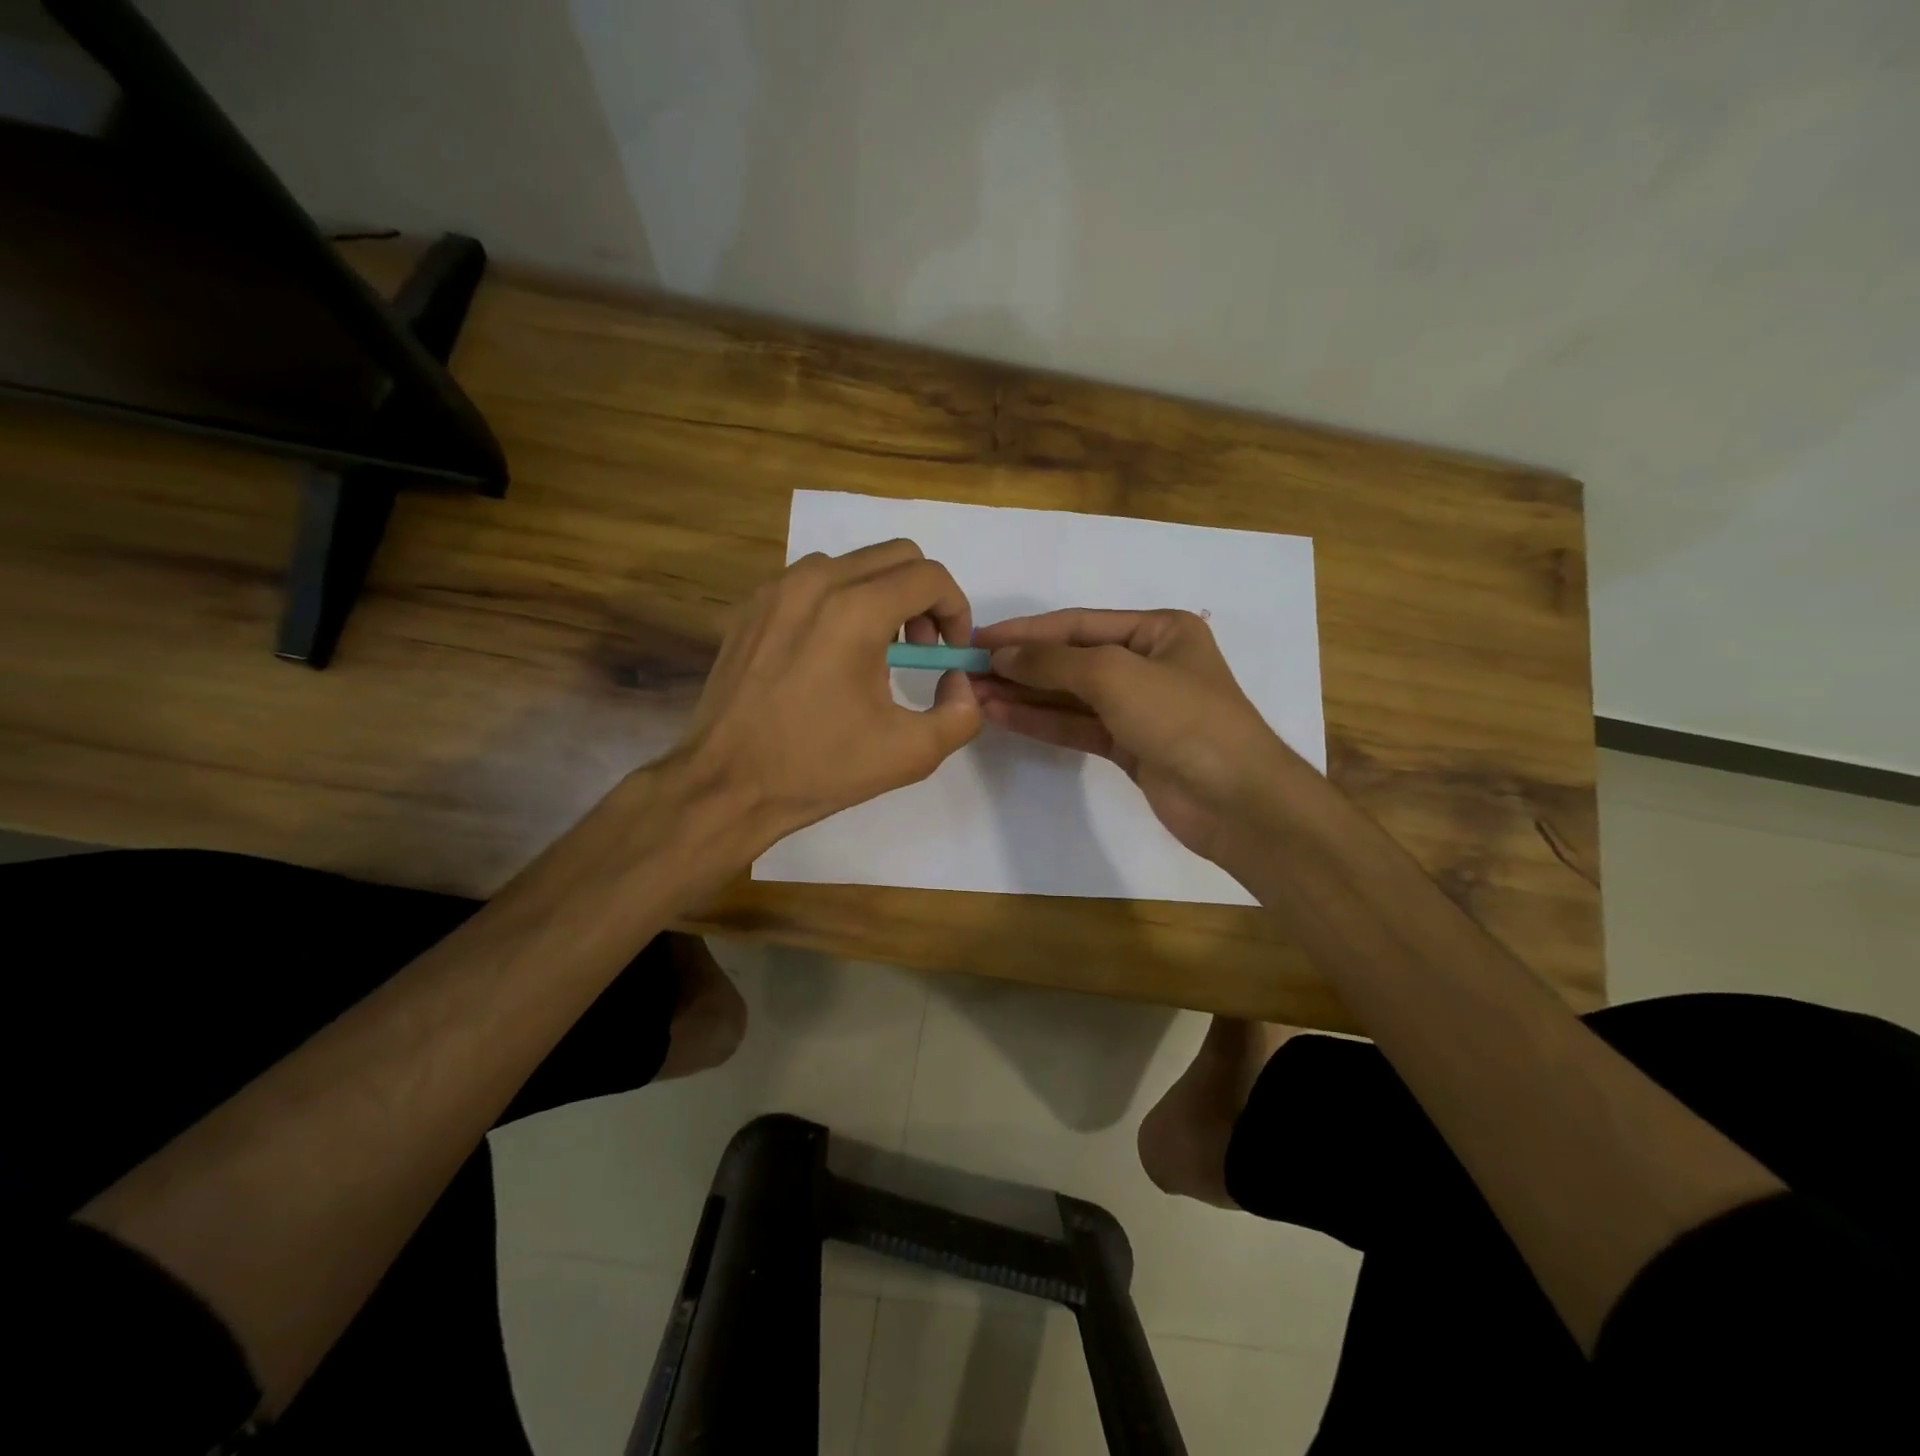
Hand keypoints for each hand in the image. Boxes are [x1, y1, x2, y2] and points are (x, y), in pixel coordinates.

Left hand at [678, 539, 981, 852]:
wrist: (727, 783)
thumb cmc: (819, 767)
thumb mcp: (911, 753)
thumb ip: (962, 713)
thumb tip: (958, 679)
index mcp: (855, 610)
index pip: (929, 576)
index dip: (956, 610)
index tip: (950, 651)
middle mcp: (815, 581)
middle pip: (896, 556)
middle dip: (923, 598)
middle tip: (920, 651)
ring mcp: (777, 588)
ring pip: (854, 564)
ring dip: (882, 596)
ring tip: (876, 653)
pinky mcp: (752, 604)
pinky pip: (814, 581)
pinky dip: (840, 602)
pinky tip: (832, 654)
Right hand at [972, 609, 1291, 864]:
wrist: (1235, 800)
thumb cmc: (1182, 719)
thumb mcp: (1115, 675)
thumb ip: (1054, 663)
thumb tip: (1001, 655)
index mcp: (1158, 631)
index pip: (1078, 624)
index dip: (1025, 631)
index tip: (978, 638)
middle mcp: (1148, 663)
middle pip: (1071, 660)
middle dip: (1020, 665)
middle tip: (967, 671)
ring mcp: (1138, 708)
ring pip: (1070, 696)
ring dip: (1023, 695)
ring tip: (974, 694)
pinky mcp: (1129, 746)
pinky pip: (1077, 726)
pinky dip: (1041, 721)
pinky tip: (1001, 716)